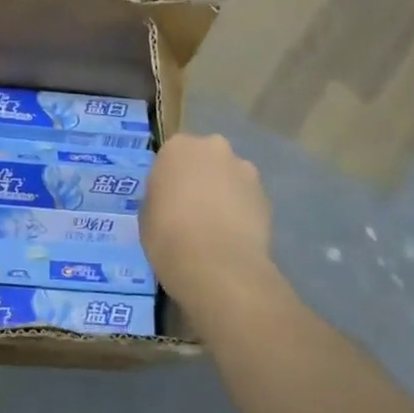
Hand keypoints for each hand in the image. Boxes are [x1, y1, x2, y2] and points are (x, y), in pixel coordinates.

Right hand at [141, 133, 277, 312]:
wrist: (216, 264)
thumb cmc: (167, 234)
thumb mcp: (147, 212)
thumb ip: (161, 195)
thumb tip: (172, 199)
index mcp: (178, 147)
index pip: (171, 155)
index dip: (170, 177)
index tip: (168, 198)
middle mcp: (213, 148)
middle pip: (205, 158)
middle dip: (202, 177)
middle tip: (192, 208)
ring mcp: (244, 170)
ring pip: (230, 176)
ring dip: (224, 191)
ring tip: (217, 226)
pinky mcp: (266, 195)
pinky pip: (247, 198)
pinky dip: (242, 210)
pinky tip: (234, 235)